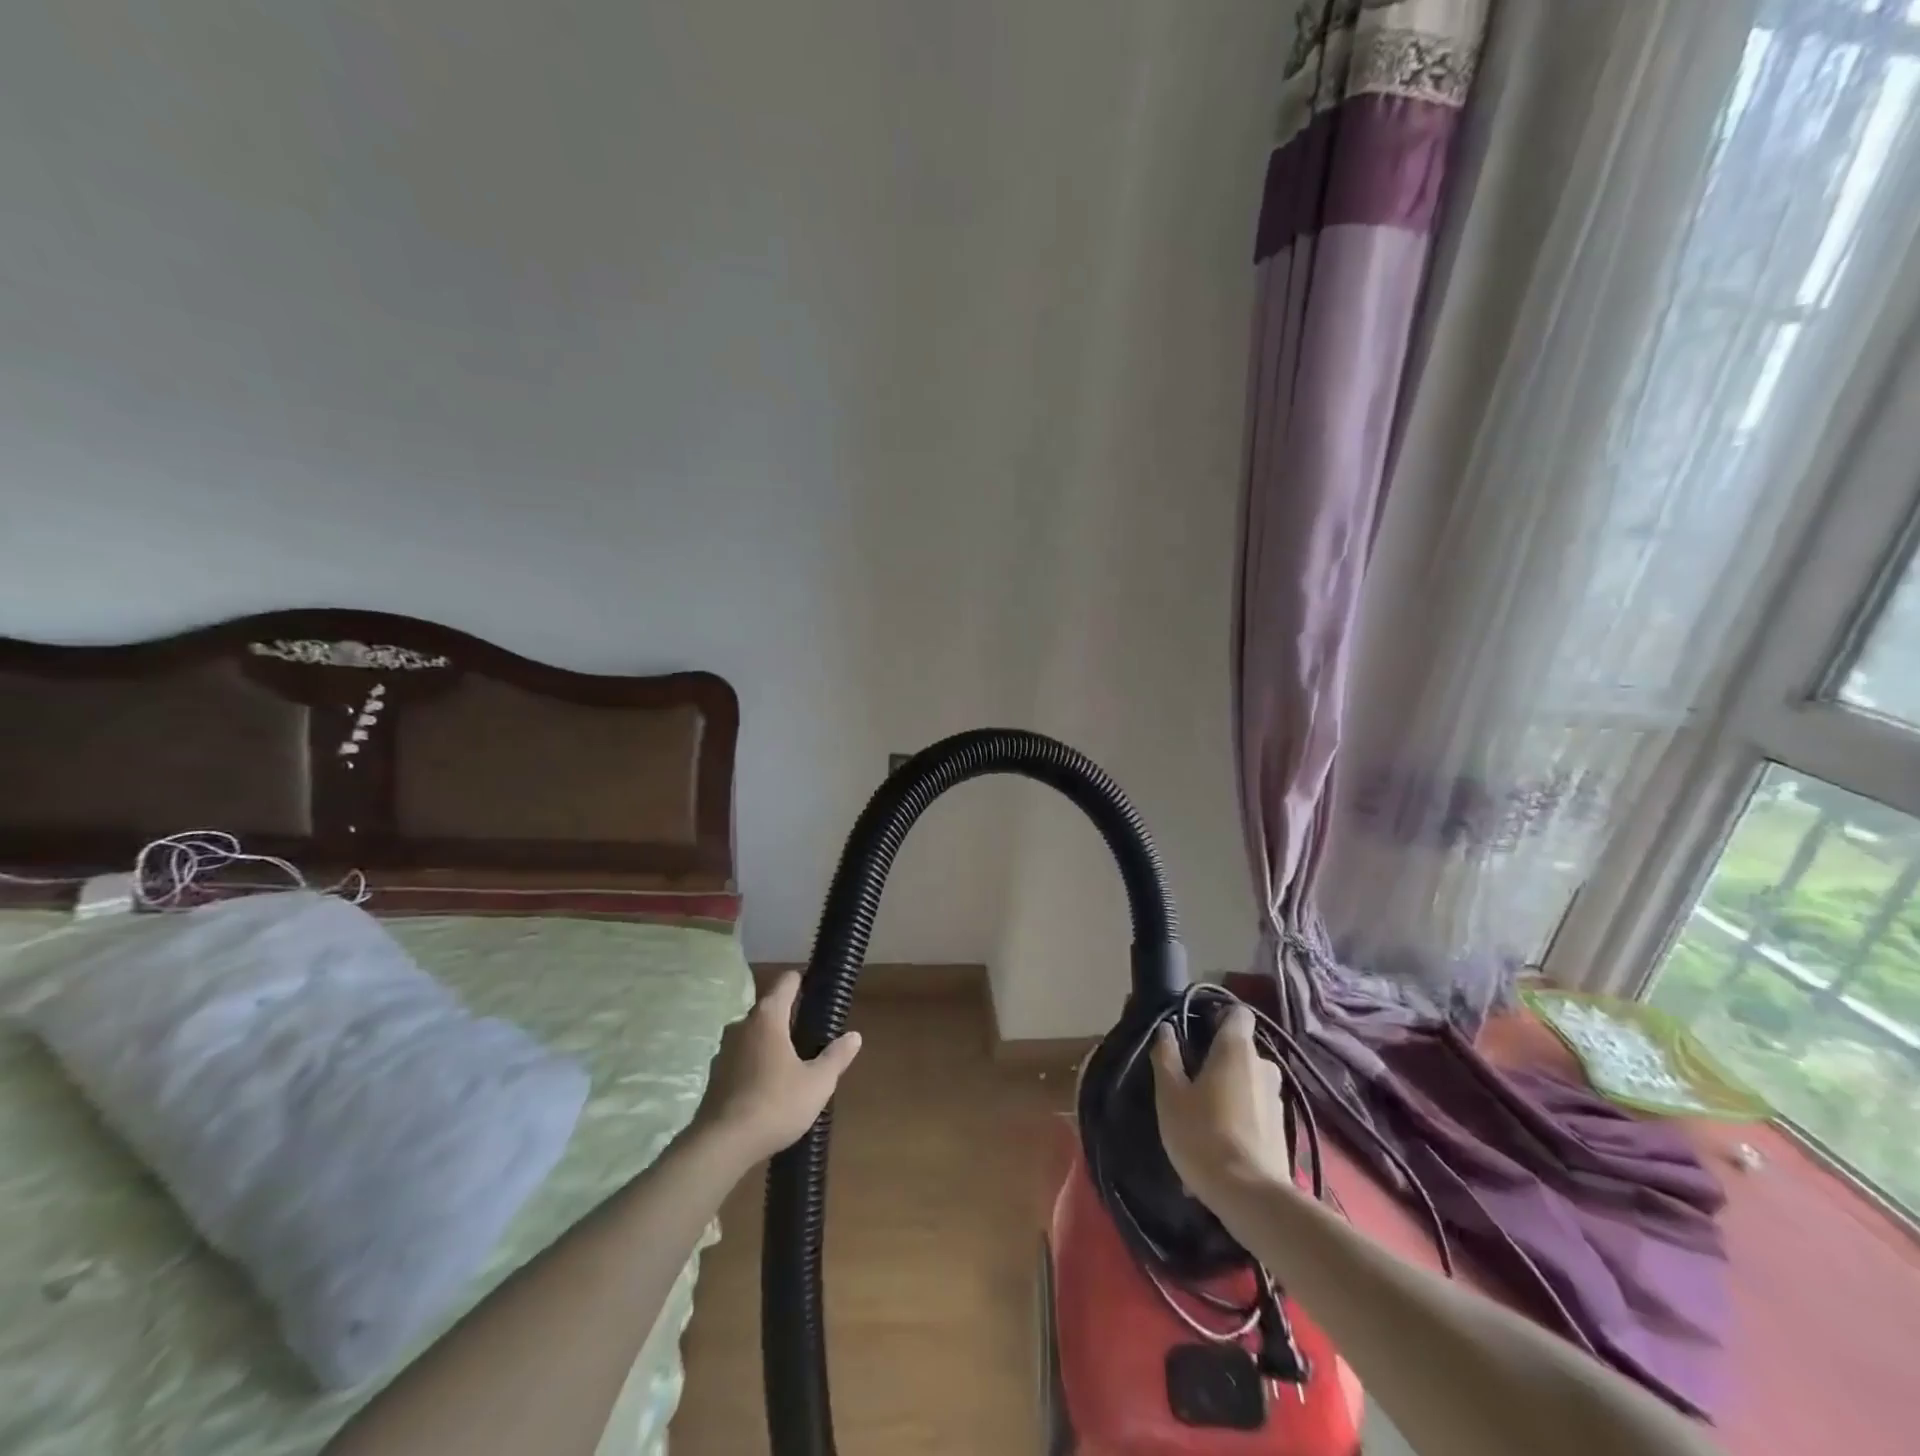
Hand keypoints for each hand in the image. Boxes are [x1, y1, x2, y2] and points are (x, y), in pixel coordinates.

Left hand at [691, 972, 861, 1164]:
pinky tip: (769, 1086)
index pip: (786, 982)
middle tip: (812, 1035)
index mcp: (768, 1017)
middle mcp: (742, 1025)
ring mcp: (724, 1050)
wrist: (721, 1146)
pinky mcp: (715, 1075)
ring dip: (771, 1042)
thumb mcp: (817, 1083)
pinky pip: (742, 1058)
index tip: (817, 990)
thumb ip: (836, 1057)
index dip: (802, 981)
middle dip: (789, 1017)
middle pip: (769, 1008)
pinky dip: (756, 1063)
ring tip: (792, 1063)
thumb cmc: (775, 1105)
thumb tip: (854, 1036)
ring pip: (754, 1035)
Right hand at [1150, 1006, 1293, 1205]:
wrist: (1250, 1197)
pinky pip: (1255, 1110)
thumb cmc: (1202, 1134)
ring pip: (1249, 1081)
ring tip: (1204, 1115)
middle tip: (1192, 1079)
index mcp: (1236, 1049)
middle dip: (1219, 1059)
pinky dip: (1239, 1117)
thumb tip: (1166, 1029)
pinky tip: (1219, 1142)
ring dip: (1229, 1090)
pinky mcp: (1282, 1130)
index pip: (1238, 1013)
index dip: (1218, 1016)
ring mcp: (1277, 1099)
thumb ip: (1166, 1056)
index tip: (1197, 1030)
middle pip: (1241, 1049)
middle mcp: (1263, 1066)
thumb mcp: (1170, 1095)